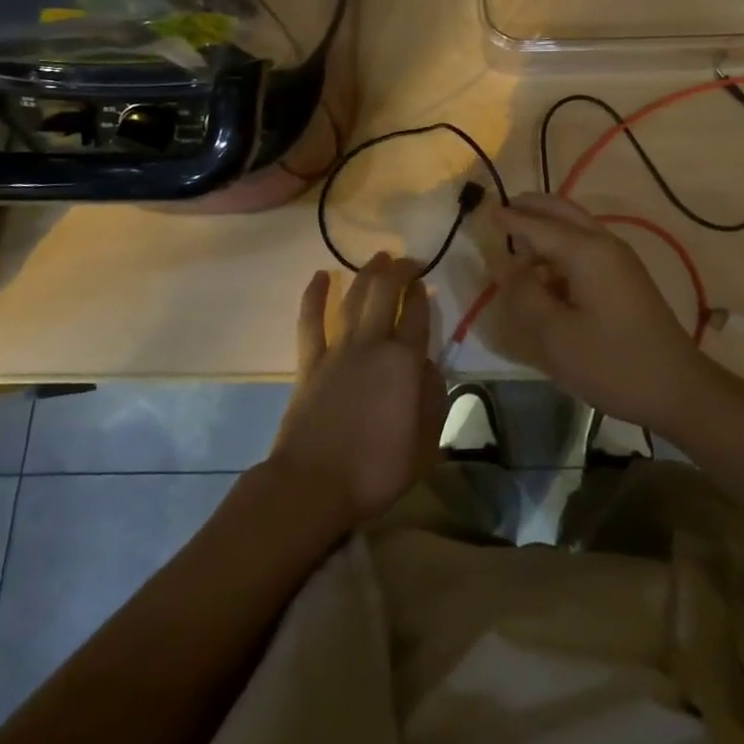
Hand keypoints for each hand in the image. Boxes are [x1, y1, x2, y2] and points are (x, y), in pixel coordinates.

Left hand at [270, 253, 444, 532]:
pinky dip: (314, 296)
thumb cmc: (376, 470)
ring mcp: (338, 350)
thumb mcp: (425, 444)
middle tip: (407, 261)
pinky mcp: (310, 363)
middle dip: (399, 270)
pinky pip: (311, 321)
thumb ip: (434, 400)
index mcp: (405, 362)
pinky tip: (321, 276)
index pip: (418, 314)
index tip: (426, 282)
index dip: (422, 293)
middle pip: (386, 292)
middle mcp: (373, 344)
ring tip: (379, 257)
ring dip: (367, 273)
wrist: (313, 486)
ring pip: (354, 298)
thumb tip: (431, 367)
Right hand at [487, 193, 718, 433]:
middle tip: (504, 209)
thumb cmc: (612, 362)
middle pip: (563, 212)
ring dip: (548, 227)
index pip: (538, 225)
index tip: (486, 210)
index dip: (510, 219)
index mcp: (586, 251)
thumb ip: (526, 296)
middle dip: (533, 207)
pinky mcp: (626, 278)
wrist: (677, 387)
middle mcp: (604, 244)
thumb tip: (509, 268)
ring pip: (577, 227)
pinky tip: (547, 270)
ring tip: (519, 241)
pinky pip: (587, 247)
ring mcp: (619, 259)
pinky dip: (562, 246)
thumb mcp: (556, 336)